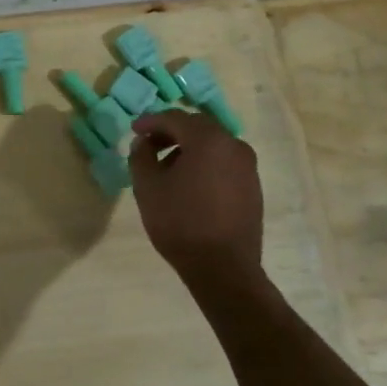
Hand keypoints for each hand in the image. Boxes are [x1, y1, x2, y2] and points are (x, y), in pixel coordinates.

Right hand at [128, 109, 264, 283]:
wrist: (223, 268)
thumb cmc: (180, 222)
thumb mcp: (147, 187)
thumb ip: (141, 156)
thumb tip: (144, 143)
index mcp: (208, 140)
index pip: (175, 118)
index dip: (151, 121)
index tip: (134, 130)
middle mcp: (234, 145)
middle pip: (197, 128)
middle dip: (170, 133)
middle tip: (148, 145)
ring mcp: (247, 167)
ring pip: (212, 146)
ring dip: (187, 149)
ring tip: (165, 168)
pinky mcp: (253, 187)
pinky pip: (223, 163)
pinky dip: (204, 164)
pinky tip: (188, 184)